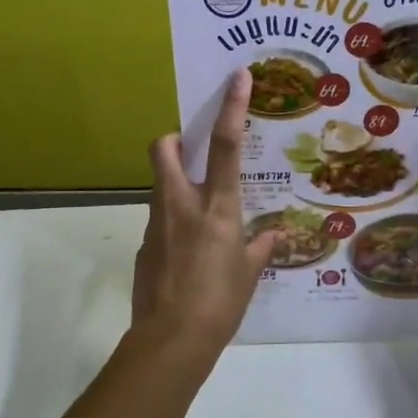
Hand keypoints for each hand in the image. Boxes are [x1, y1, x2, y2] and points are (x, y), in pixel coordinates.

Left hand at [131, 69, 279, 356]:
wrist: (171, 340)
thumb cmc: (220, 303)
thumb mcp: (250, 274)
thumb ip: (260, 248)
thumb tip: (273, 236)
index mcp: (216, 208)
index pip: (225, 146)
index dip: (230, 108)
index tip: (235, 77)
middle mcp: (181, 205)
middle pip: (164, 149)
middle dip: (174, 139)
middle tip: (190, 150)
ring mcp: (157, 224)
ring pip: (159, 185)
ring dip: (175, 184)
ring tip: (198, 215)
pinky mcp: (144, 246)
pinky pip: (159, 221)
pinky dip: (173, 223)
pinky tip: (188, 255)